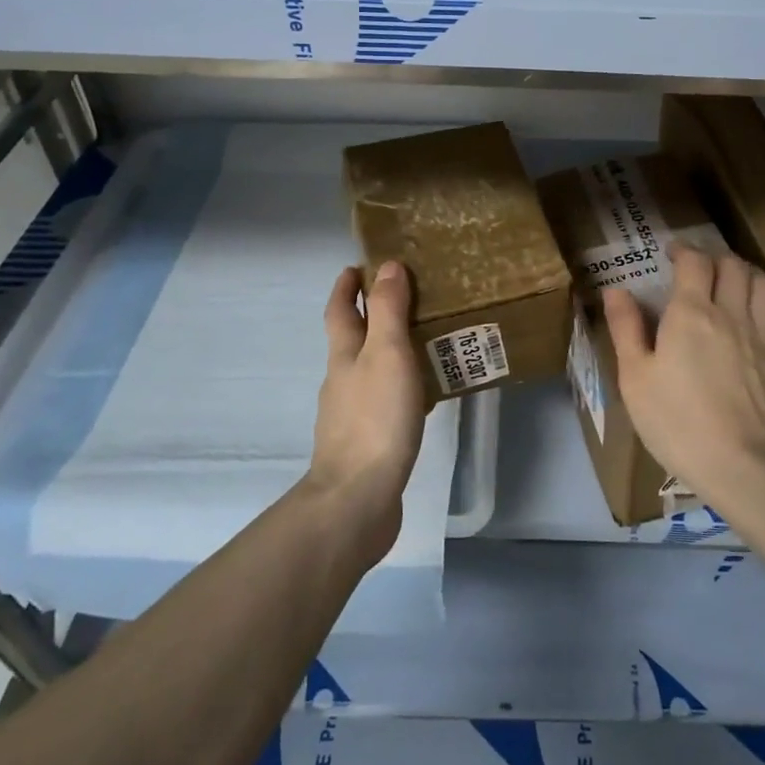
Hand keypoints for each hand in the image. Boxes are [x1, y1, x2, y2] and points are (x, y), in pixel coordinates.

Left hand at [310, 260, 427, 563]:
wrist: (357, 499)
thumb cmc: (375, 418)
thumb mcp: (386, 353)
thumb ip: (388, 310)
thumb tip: (386, 266)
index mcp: (343, 355)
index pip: (340, 310)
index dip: (346, 286)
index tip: (358, 266)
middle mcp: (342, 380)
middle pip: (352, 339)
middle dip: (371, 316)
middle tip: (407, 298)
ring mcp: (351, 414)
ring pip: (370, 370)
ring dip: (389, 351)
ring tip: (425, 343)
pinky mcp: (366, 442)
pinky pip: (384, 401)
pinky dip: (400, 387)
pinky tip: (424, 396)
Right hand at [602, 244, 764, 503]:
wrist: (747, 468)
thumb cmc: (678, 423)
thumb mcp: (635, 379)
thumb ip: (626, 329)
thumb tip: (615, 290)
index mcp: (692, 313)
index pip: (695, 261)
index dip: (683, 250)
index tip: (672, 254)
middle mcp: (732, 314)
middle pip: (733, 265)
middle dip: (715, 257)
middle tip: (699, 267)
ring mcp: (763, 337)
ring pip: (763, 284)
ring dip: (745, 273)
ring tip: (731, 283)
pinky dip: (763, 306)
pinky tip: (753, 321)